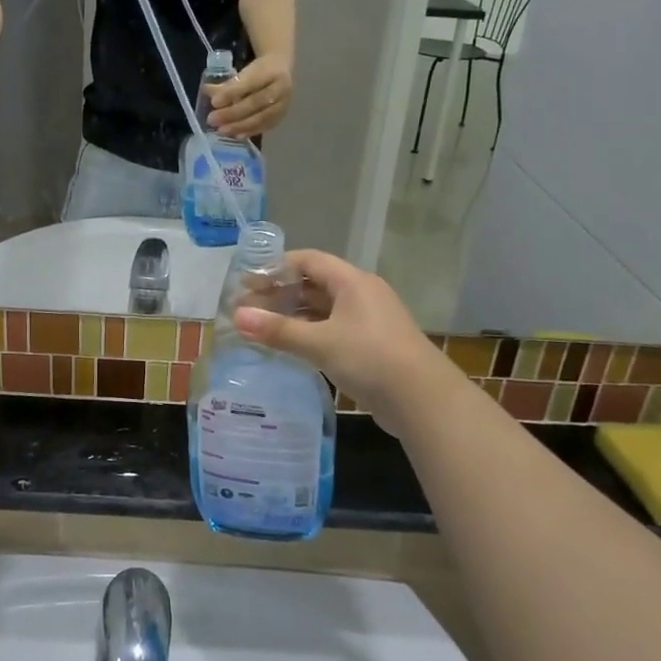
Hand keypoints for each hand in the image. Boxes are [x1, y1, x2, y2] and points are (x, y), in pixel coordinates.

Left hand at [206, 55, 293, 137]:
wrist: (281, 68)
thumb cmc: (257, 69)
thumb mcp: (243, 70)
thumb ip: (226, 82)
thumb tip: (207, 91)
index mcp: (270, 69)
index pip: (250, 82)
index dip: (232, 92)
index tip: (214, 101)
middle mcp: (281, 86)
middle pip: (256, 102)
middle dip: (232, 113)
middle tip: (212, 119)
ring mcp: (284, 102)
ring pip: (262, 117)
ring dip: (240, 125)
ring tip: (221, 130)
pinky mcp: (283, 115)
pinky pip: (266, 126)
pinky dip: (250, 131)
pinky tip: (236, 135)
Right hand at [233, 250, 446, 423]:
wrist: (423, 400)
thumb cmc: (370, 358)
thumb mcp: (320, 343)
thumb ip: (278, 330)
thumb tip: (237, 317)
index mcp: (352, 282)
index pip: (309, 260)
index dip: (277, 266)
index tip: (249, 281)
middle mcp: (362, 294)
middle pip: (315, 284)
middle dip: (282, 293)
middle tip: (249, 307)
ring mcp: (369, 320)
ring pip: (324, 309)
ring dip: (295, 315)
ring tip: (263, 327)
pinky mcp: (372, 345)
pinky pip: (334, 329)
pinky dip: (311, 333)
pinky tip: (291, 347)